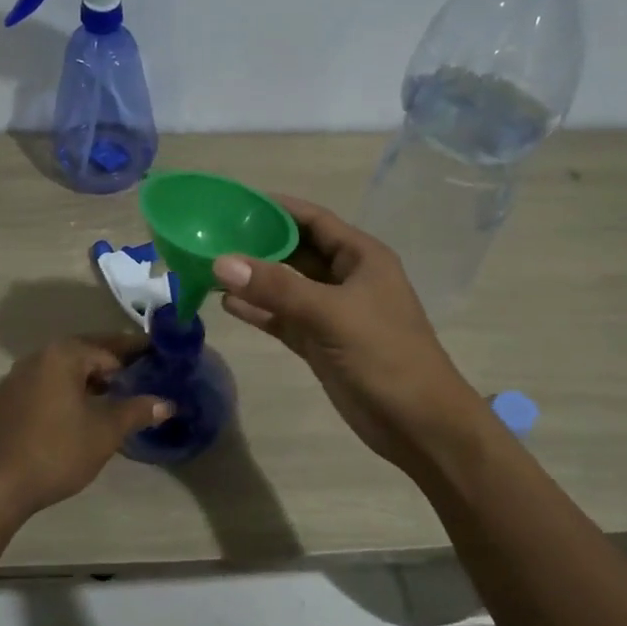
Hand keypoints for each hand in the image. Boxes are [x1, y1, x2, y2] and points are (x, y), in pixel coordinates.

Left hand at [0, 335, 173, 517]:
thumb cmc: (56, 451)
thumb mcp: (105, 432)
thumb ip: (137, 411)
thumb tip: (167, 403)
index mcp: (63, 355)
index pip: (110, 348)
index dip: (138, 354)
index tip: (161, 358)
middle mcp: (39, 357)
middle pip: (86, 353)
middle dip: (116, 363)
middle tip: (146, 373)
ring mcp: (19, 378)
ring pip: (66, 369)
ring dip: (93, 378)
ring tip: (121, 394)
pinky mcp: (9, 400)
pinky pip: (49, 384)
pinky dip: (71, 390)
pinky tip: (86, 410)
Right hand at [213, 197, 486, 477]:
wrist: (417, 424)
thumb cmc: (385, 356)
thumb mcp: (331, 314)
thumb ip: (276, 288)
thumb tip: (221, 262)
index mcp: (361, 258)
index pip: (314, 220)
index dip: (278, 208)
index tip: (235, 202)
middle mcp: (345, 279)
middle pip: (295, 252)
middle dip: (258, 244)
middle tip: (211, 236)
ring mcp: (332, 313)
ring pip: (286, 287)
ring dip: (253, 279)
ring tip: (208, 267)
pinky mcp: (320, 343)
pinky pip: (283, 319)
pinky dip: (258, 312)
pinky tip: (226, 304)